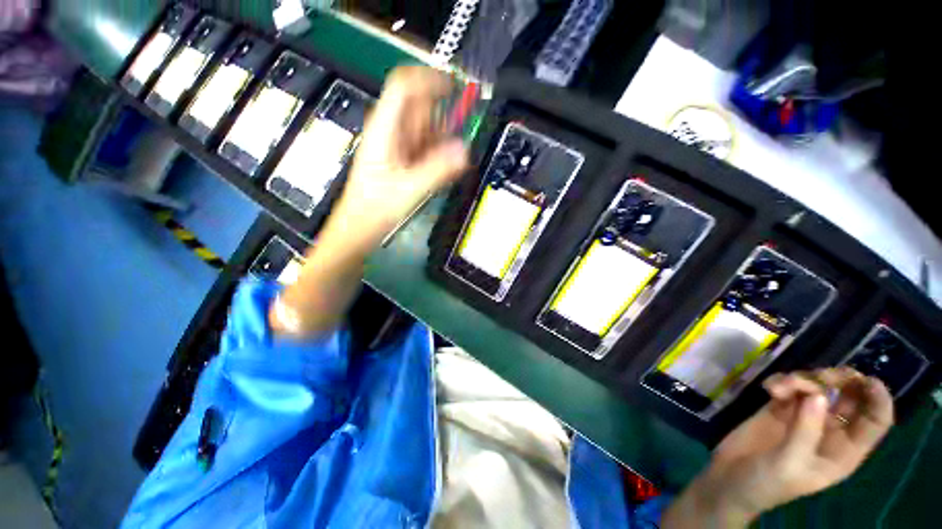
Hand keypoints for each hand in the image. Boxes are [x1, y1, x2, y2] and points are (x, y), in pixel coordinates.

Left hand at [331, 66, 468, 252]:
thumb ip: (439, 169)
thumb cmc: (377, 208)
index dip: (431, 80)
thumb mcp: (410, 189)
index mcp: (385, 128)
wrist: (361, 226)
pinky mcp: (405, 157)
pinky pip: (428, 146)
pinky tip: (435, 176)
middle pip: (422, 108)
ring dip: (441, 145)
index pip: (405, 85)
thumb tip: (465, 149)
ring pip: (428, 129)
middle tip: (447, 154)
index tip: (457, 91)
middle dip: (441, 126)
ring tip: (437, 172)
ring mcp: (399, 143)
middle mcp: (391, 129)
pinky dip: (437, 156)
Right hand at [664, 367, 893, 527]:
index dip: (878, 399)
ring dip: (803, 379)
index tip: (867, 379)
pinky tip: (768, 388)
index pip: (874, 421)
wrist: (728, 479)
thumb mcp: (789, 463)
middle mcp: (830, 431)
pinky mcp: (779, 408)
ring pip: (818, 386)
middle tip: (818, 377)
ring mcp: (804, 417)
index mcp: (843, 451)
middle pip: (848, 396)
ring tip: (780, 387)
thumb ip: (805, 430)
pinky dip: (781, 381)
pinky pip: (788, 386)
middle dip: (837, 380)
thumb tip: (819, 394)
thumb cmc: (766, 483)